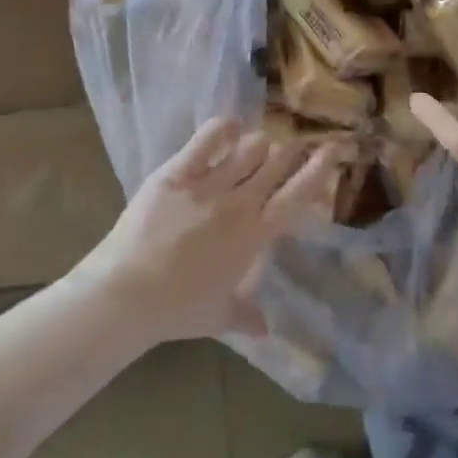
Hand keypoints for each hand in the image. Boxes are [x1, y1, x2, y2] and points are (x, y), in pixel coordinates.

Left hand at [77, 118, 344, 344]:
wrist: (126, 295)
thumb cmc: (177, 310)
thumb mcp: (220, 317)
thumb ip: (247, 316)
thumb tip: (266, 330)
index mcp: (255, 236)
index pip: (297, 195)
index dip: (318, 170)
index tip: (331, 151)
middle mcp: (239, 204)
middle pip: (276, 163)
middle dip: (289, 151)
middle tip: (290, 148)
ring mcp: (208, 185)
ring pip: (248, 148)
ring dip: (258, 145)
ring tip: (256, 147)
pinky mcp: (176, 173)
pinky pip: (207, 139)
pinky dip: (224, 129)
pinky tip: (230, 127)